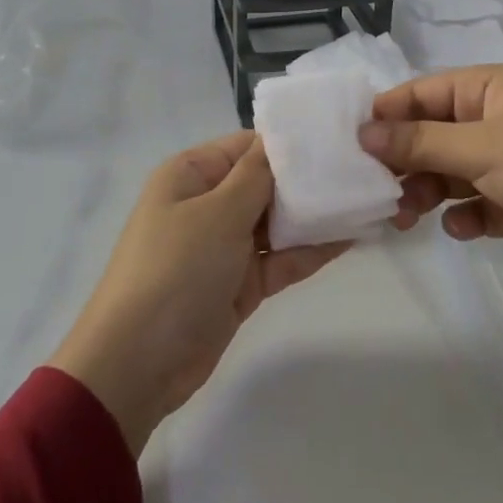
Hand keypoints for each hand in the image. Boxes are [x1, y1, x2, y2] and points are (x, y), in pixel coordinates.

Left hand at [47, 132, 349, 453]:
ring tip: (364, 199)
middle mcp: (207, 204)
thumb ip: (257, 176)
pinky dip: (310, 250)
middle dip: (307, 180)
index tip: (336, 139)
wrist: (139, 363)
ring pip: (277, 222)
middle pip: (265, 183)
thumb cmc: (176, 270)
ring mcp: (224, 246)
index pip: (246, 146)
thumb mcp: (218, 213)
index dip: (288, 143)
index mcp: (191, 175)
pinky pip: (280, 259)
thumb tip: (281, 139)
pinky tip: (351, 237)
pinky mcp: (240, 284)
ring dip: (314, 216)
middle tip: (361, 169)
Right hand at [359, 65, 502, 386]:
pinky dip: (463, 217)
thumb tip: (364, 131)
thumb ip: (420, 141)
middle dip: (403, 162)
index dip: (386, 116)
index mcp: (488, 89)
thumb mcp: (482, 147)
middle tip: (377, 192)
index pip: (421, 93)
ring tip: (407, 217)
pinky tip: (462, 229)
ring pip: (448, 173)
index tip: (351, 146)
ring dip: (426, 192)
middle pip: (430, 136)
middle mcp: (494, 120)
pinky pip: (474, 205)